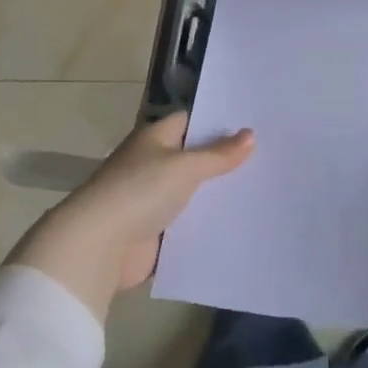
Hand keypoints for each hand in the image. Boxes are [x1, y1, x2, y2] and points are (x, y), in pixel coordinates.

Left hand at [8, 112, 254, 321]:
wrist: (99, 246)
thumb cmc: (140, 191)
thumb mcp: (185, 167)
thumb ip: (218, 154)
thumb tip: (250, 134)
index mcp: (154, 139)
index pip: (190, 121)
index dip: (218, 122)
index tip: (253, 125)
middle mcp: (152, 164)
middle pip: (194, 158)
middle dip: (224, 161)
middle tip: (268, 159)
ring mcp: (152, 200)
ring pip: (193, 193)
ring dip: (217, 196)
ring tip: (262, 191)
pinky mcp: (155, 232)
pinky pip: (187, 224)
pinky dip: (206, 225)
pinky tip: (239, 224)